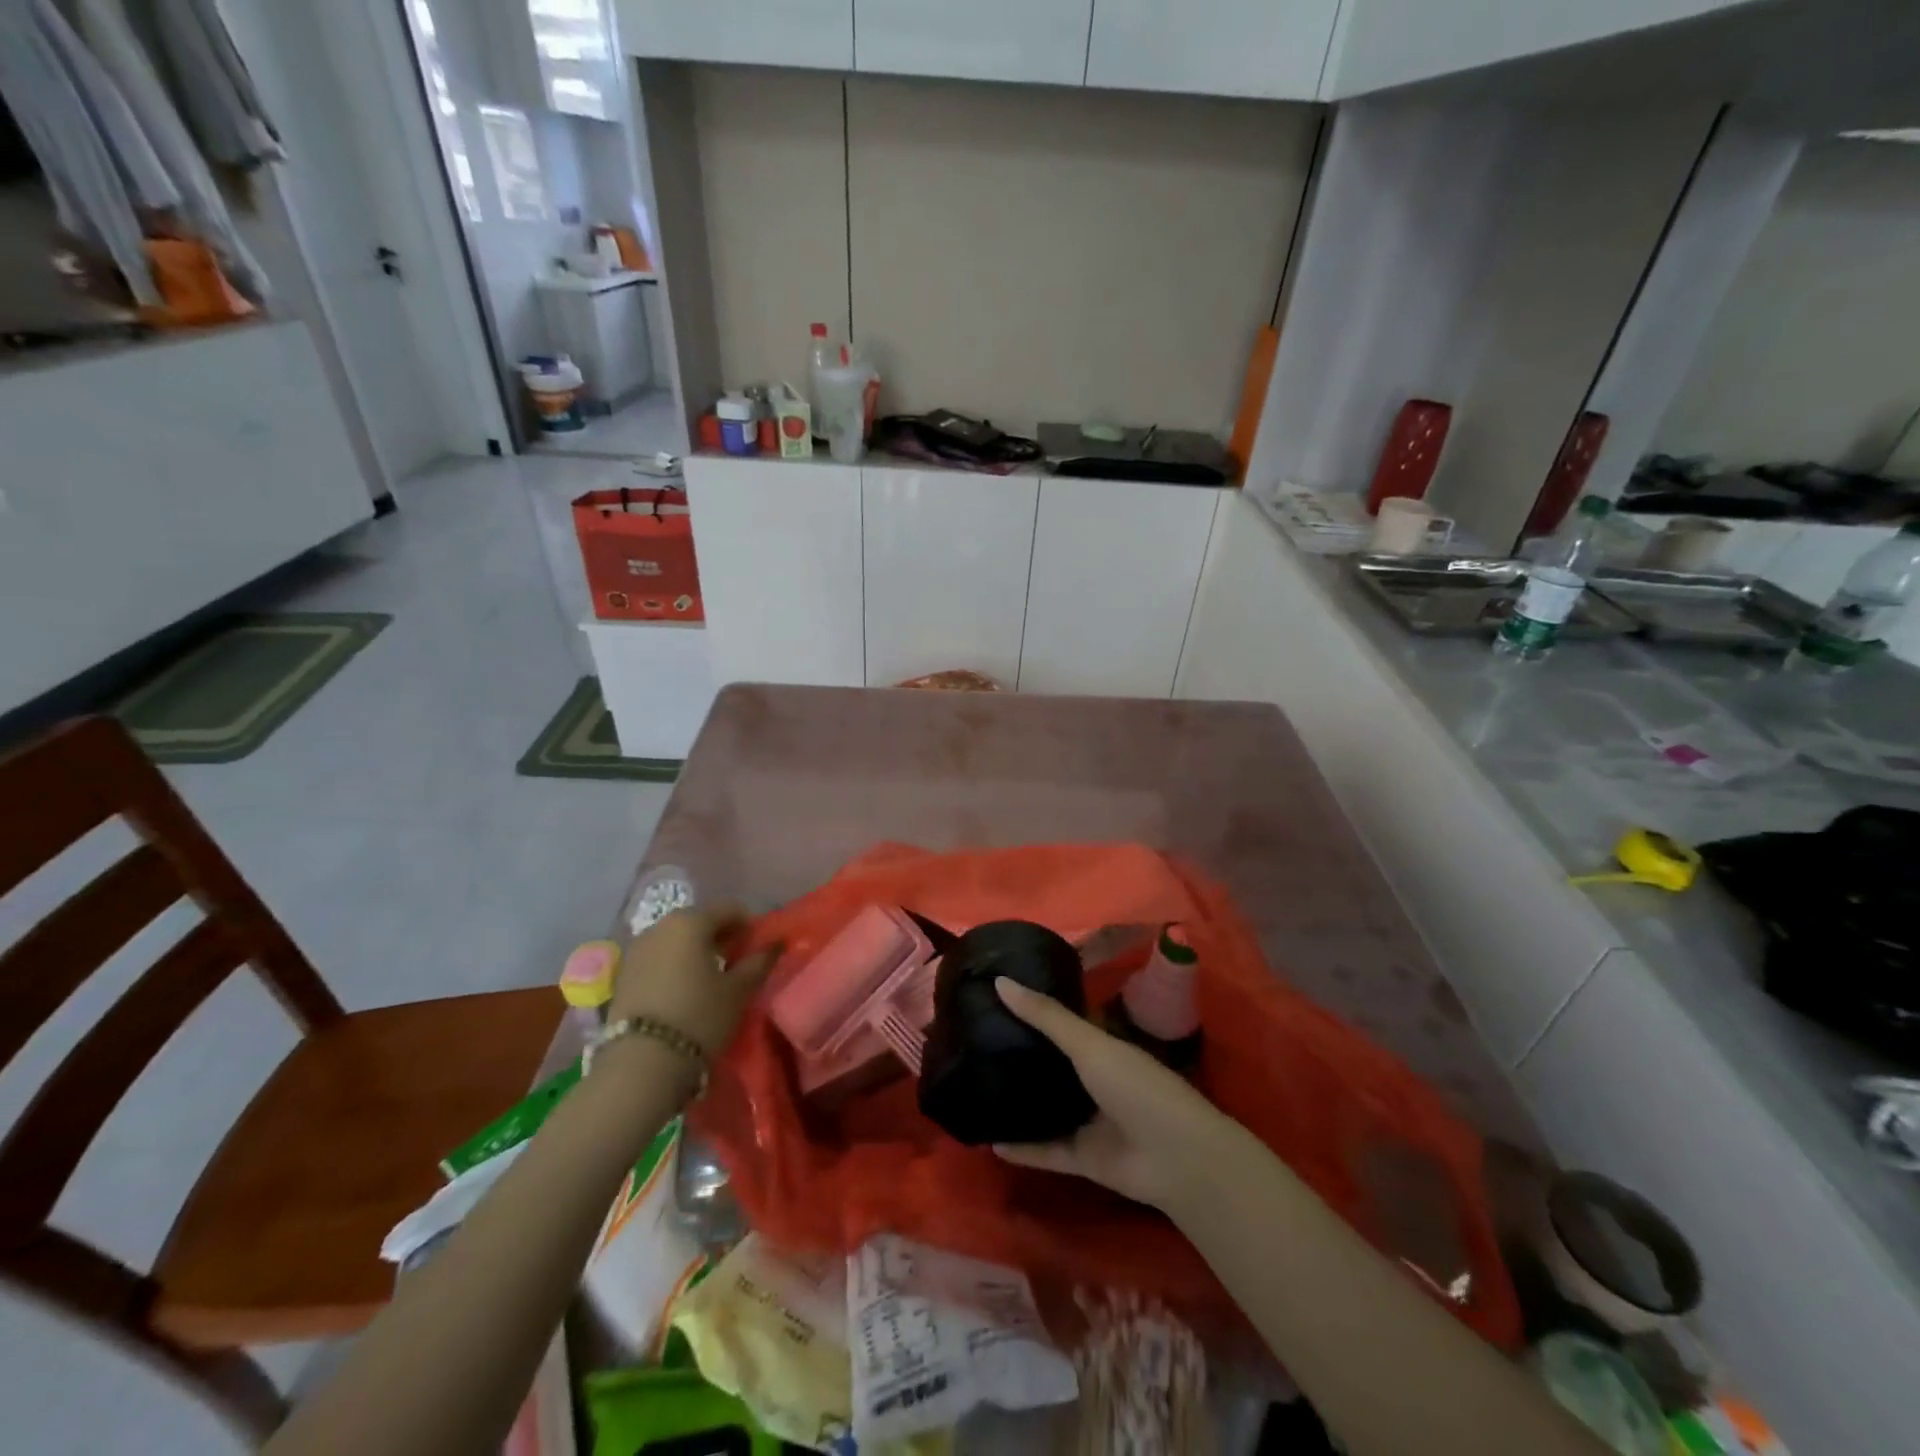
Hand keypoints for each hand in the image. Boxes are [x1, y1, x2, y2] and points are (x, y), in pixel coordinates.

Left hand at [609, 905, 779, 1057]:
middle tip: (737, 962)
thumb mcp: (738, 990)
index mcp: (691, 921)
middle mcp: (660, 926)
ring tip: (710, 979)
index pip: (729, 908)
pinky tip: (683, 991)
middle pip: (700, 921)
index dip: (748, 925)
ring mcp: (637, 949)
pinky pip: (658, 958)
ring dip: (695, 951)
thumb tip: (775, 944)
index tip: (757, 948)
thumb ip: (760, 961)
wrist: (641, 1063)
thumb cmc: (700, 1017)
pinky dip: (674, 965)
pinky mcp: (622, 974)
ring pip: (676, 939)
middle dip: (720, 936)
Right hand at [991, 977, 1233, 1211]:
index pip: (1061, 1022)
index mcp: (1101, 1045)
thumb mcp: (1090, 1044)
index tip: (990, 998)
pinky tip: (989, 1143)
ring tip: (973, 1087)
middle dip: (1017, 1055)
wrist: (1176, 1158)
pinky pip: (1045, 1150)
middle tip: (970, 1041)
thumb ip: (1046, 1017)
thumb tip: (999, 981)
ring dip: (1017, 1102)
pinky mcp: (1084, 1158)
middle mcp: (1093, 1079)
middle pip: (1050, 1064)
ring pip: (1045, 1108)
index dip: (1031, 1010)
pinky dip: (1021, 1149)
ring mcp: (1089, 1120)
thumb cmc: (1137, 1086)